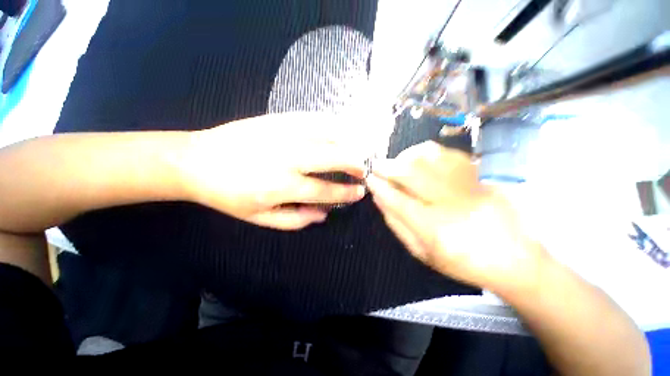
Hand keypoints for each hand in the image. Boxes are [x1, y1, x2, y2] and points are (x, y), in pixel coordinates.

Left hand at [180, 113, 369, 229]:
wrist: (195, 161)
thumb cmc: (228, 195)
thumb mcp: (260, 218)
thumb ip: (296, 219)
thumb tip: (323, 214)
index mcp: (282, 186)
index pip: (325, 190)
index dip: (346, 193)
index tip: (359, 192)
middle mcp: (287, 158)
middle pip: (333, 157)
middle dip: (354, 163)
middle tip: (363, 169)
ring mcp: (283, 134)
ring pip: (327, 134)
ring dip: (348, 141)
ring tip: (357, 148)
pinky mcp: (277, 119)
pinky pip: (312, 118)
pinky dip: (331, 123)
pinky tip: (340, 128)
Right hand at [366, 141, 548, 293]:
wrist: (514, 258)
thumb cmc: (461, 260)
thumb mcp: (422, 252)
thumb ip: (397, 225)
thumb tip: (380, 199)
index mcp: (435, 230)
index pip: (398, 200)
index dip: (380, 187)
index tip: (370, 179)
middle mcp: (451, 204)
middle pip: (413, 174)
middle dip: (389, 166)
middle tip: (377, 165)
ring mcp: (467, 187)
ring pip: (431, 159)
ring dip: (407, 156)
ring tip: (397, 161)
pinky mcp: (480, 177)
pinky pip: (449, 155)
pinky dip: (429, 152)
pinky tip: (420, 158)